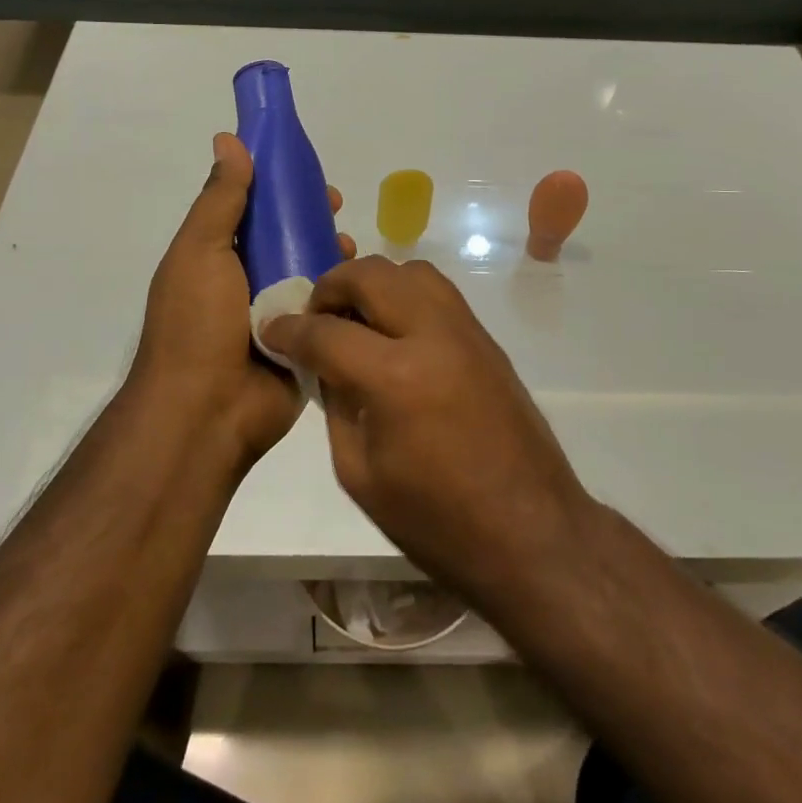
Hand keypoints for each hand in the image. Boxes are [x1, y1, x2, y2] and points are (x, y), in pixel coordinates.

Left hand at [131, 133, 353, 468]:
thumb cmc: (196, 324)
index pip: (253, 210)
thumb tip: (228, 140)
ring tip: (352, 250)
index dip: (279, 187)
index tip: (308, 174)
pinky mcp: (304, 344)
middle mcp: (246, 282)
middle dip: (314, 220)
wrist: (205, 414)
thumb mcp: (200, 251)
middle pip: (288, 238)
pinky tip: (364, 286)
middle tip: (339, 210)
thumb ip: (220, 199)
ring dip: (333, 256)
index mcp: (217, 257)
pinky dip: (344, 297)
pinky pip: (328, 312)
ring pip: (312, 272)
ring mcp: (276, 315)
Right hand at [260, 257, 591, 606]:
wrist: (531, 532)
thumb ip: (336, 405)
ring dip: (373, 283)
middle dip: (330, 287)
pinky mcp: (486, 339)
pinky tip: (394, 331)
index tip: (270, 329)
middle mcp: (433, 335)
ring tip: (356, 317)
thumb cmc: (437, 521)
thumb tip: (324, 365)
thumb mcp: (361, 474)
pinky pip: (438, 291)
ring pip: (410, 270)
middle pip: (371, 275)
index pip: (326, 331)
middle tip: (315, 317)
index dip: (288, 329)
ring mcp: (466, 331)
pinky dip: (406, 294)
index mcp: (395, 377)